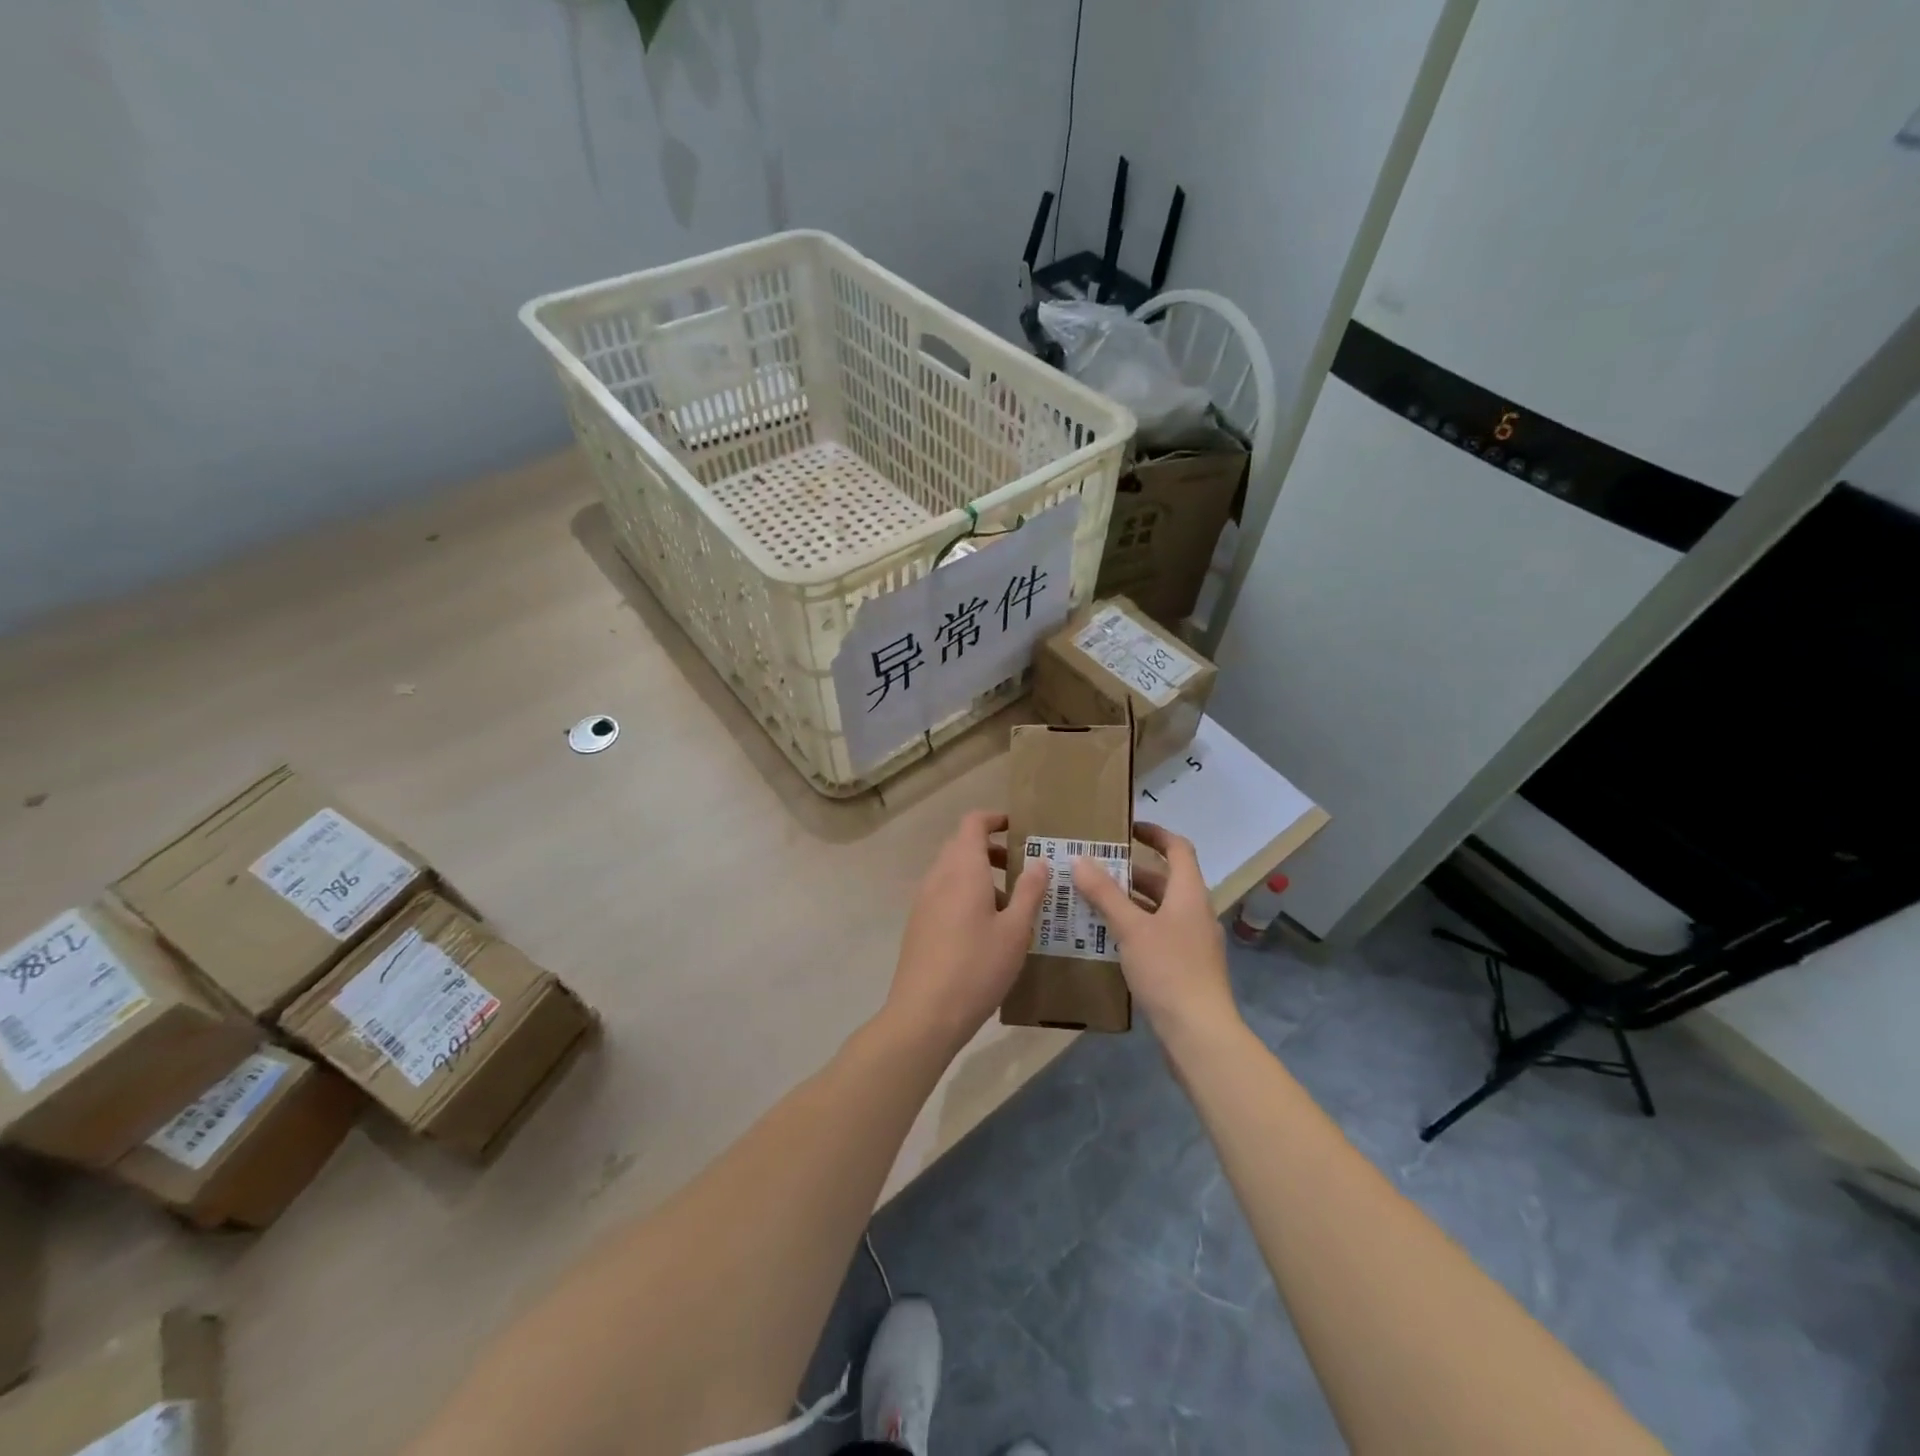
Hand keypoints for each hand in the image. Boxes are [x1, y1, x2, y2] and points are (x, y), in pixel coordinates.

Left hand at [881, 811, 1048, 1057]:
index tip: (1019, 828)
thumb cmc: (977, 967)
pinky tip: (986, 928)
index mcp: (962, 869)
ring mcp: (923, 900)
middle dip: (992, 849)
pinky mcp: (918, 923)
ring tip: (1011, 903)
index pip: (973, 823)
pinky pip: (944, 893)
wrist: (924, 1013)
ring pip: (952, 871)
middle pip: (962, 845)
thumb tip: (1038, 861)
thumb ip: (1029, 891)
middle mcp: (938, 876)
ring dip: (980, 875)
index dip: (995, 819)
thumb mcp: (1015, 930)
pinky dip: (965, 894)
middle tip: (1022, 868)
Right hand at [1071, 822, 1240, 1046]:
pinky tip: (1106, 939)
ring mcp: (1192, 941)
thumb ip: (1104, 893)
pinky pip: (1157, 934)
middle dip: (1130, 871)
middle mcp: (1195, 912)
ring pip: (1158, 909)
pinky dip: (1133, 928)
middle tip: (1094, 867)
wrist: (1200, 1034)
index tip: (1127, 829)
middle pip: (1164, 880)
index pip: (1178, 849)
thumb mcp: (1131, 928)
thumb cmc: (1168, 971)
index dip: (1156, 833)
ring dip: (1128, 901)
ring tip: (1090, 900)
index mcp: (1190, 894)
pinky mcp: (1185, 967)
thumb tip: (1079, 859)